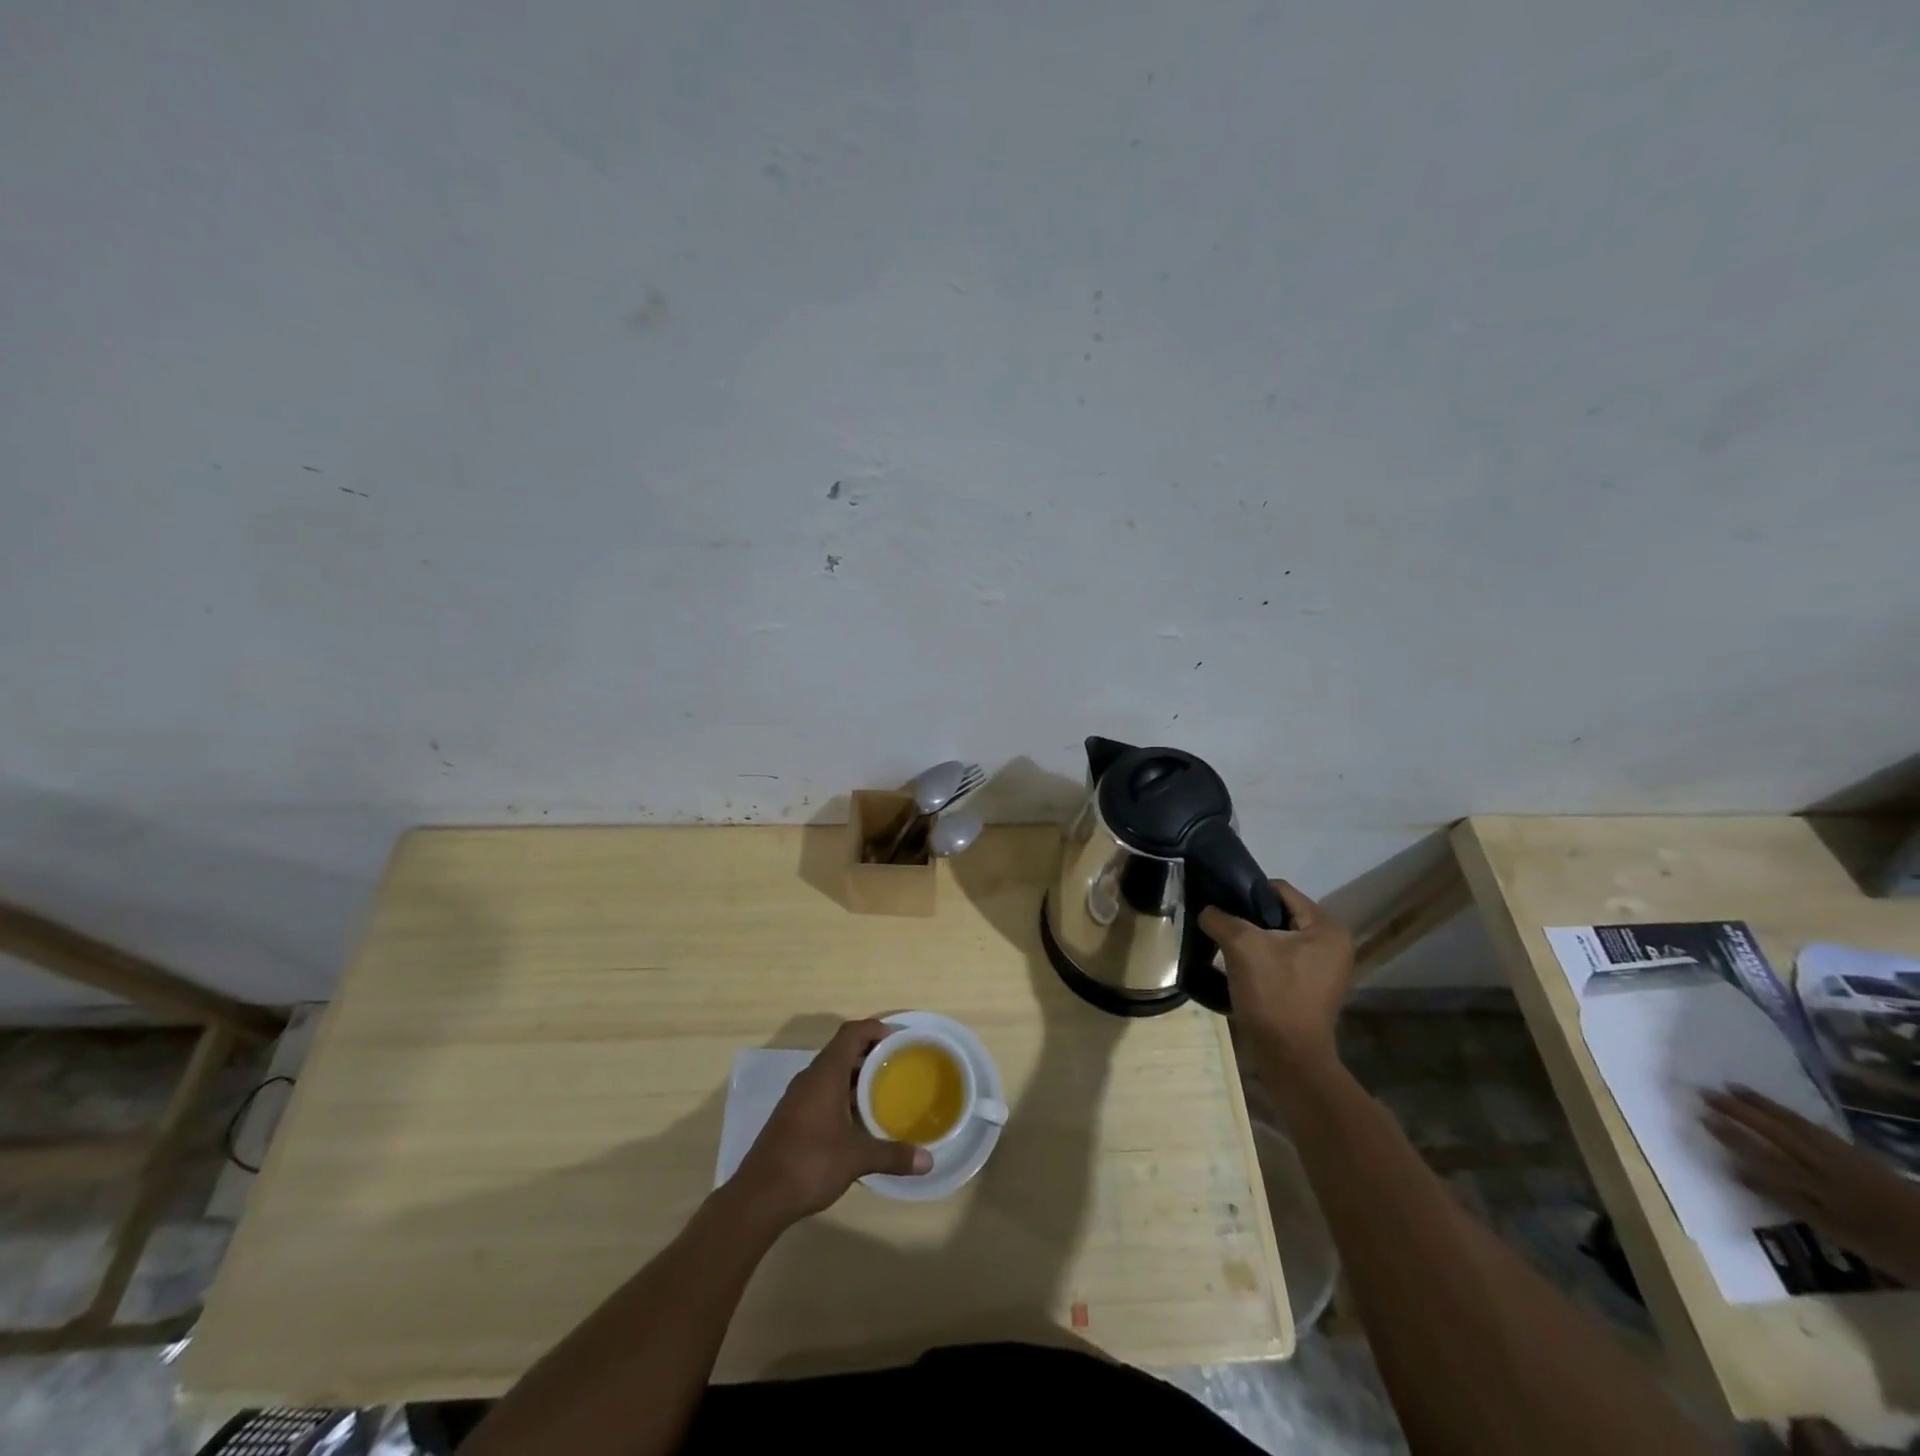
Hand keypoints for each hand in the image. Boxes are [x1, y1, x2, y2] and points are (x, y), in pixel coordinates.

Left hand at [731, 1019, 930, 1225]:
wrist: (758, 1197)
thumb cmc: (810, 1163)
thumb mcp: (856, 1158)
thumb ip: (893, 1156)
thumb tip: (928, 1161)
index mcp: (825, 1074)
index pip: (851, 1033)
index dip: (875, 1029)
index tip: (899, 1040)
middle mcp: (810, 1078)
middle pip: (842, 1050)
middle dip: (870, 1054)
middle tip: (898, 1066)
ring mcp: (797, 1097)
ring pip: (831, 1073)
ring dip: (856, 1077)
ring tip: (884, 1091)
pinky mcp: (792, 1117)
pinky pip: (822, 1092)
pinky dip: (842, 1095)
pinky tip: (858, 1120)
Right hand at [1199, 880, 1354, 1062]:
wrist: (1288, 1058)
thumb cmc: (1274, 995)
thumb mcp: (1242, 947)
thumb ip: (1221, 918)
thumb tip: (1207, 910)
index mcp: (1327, 927)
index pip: (1280, 890)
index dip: (1246, 891)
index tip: (1219, 902)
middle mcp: (1332, 943)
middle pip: (1278, 913)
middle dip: (1246, 917)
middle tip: (1218, 923)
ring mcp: (1323, 967)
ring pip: (1276, 936)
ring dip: (1250, 939)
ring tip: (1222, 943)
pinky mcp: (1309, 986)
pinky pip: (1279, 958)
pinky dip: (1258, 957)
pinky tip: (1235, 965)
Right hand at [1702, 1085, 1919, 1286]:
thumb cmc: (1895, 1251)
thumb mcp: (1841, 1236)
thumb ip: (1790, 1202)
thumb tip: (1737, 1171)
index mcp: (1821, 1190)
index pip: (1765, 1157)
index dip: (1731, 1136)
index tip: (1700, 1116)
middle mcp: (1829, 1167)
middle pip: (1778, 1135)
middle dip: (1740, 1112)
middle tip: (1706, 1092)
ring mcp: (1848, 1158)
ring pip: (1798, 1126)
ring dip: (1763, 1106)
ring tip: (1734, 1088)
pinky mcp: (1863, 1156)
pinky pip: (1818, 1129)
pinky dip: (1793, 1116)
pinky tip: (1780, 1110)